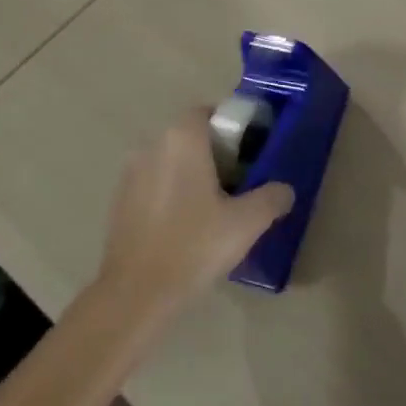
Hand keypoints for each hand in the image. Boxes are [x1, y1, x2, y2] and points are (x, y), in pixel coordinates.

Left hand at [96, 108, 292, 315]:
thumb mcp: (247, 222)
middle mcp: (152, 145)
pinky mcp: (120, 201)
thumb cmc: (194, 245)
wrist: (136, 294)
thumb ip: (272, 198)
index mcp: (182, 139)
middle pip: (190, 135)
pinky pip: (154, 183)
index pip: (209, 111)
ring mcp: (130, 173)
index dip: (232, 127)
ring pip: (171, 161)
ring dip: (192, 173)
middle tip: (240, 181)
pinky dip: (172, 193)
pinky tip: (187, 225)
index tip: (251, 152)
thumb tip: (285, 190)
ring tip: (215, 206)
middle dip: (215, 152)